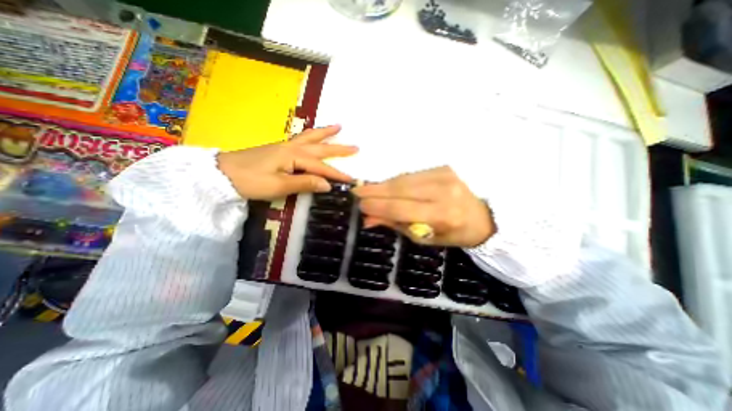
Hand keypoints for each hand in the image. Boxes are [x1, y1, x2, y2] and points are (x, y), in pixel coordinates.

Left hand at [215, 126, 355, 200]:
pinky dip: (312, 136)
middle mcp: (292, 148)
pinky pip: (301, 140)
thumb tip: (327, 185)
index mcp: (293, 157)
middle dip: (338, 148)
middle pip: (320, 147)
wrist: (223, 174)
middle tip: (355, 146)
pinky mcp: (279, 149)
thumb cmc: (251, 181)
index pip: (321, 166)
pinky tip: (314, 136)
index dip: (336, 174)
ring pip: (310, 138)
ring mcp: (285, 146)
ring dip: (325, 133)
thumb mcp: (279, 186)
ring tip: (338, 127)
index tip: (350, 179)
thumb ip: (305, 184)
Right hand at [351, 166, 494, 247]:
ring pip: (404, 178)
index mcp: (443, 215)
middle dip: (375, 190)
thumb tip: (368, 219)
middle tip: (356, 191)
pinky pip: (412, 174)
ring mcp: (445, 175)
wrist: (482, 216)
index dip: (378, 206)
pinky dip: (396, 180)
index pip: (401, 208)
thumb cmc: (453, 234)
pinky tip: (386, 185)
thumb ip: (396, 225)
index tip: (360, 205)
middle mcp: (444, 192)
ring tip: (367, 189)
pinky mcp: (443, 167)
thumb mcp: (425, 238)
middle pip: (400, 188)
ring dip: (383, 184)